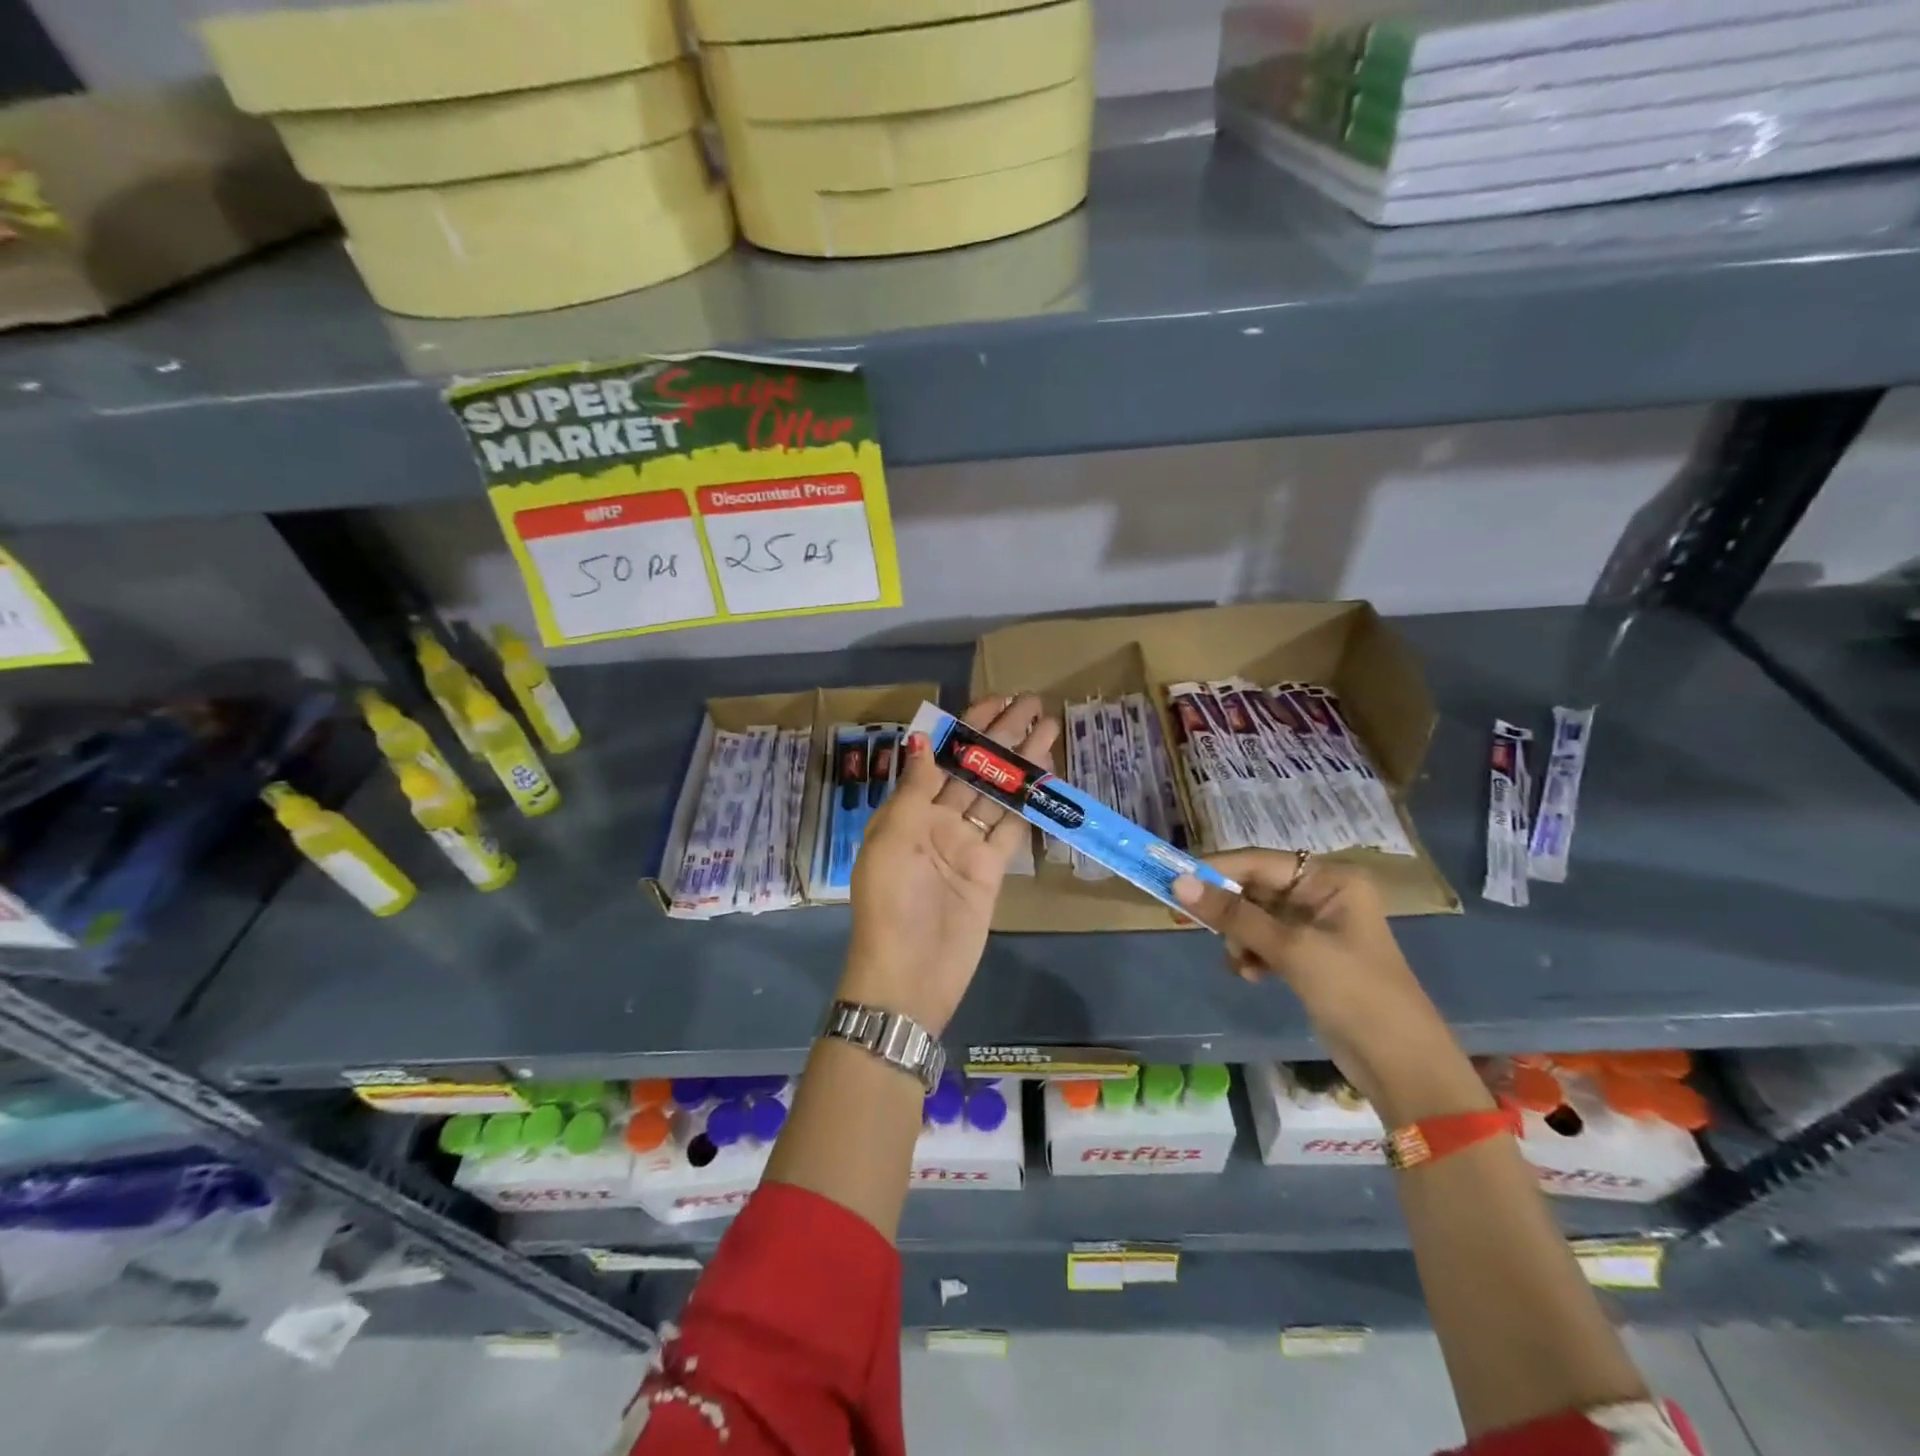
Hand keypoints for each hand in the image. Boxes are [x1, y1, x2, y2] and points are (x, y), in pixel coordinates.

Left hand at [843, 695, 1057, 1035]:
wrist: (910, 974)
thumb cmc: (892, 902)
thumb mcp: (893, 838)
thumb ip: (916, 788)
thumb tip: (925, 738)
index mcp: (908, 810)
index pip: (942, 756)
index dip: (967, 727)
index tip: (995, 700)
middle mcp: (937, 821)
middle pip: (974, 769)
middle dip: (1001, 736)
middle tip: (1034, 703)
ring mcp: (966, 845)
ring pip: (997, 793)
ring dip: (1021, 763)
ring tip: (1049, 728)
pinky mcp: (990, 870)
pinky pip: (1011, 829)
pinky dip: (1027, 804)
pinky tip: (1046, 777)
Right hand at [1172, 852, 1472, 1113]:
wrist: (1402, 1066)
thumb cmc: (1354, 993)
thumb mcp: (1291, 949)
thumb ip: (1234, 915)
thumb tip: (1178, 884)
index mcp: (1331, 879)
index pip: (1259, 861)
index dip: (1215, 870)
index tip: (1172, 881)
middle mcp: (1322, 894)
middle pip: (1255, 888)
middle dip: (1228, 910)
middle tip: (1187, 921)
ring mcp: (1315, 927)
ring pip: (1255, 917)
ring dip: (1239, 937)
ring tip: (1241, 963)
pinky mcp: (1308, 956)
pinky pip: (1264, 941)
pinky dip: (1252, 954)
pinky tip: (1253, 975)